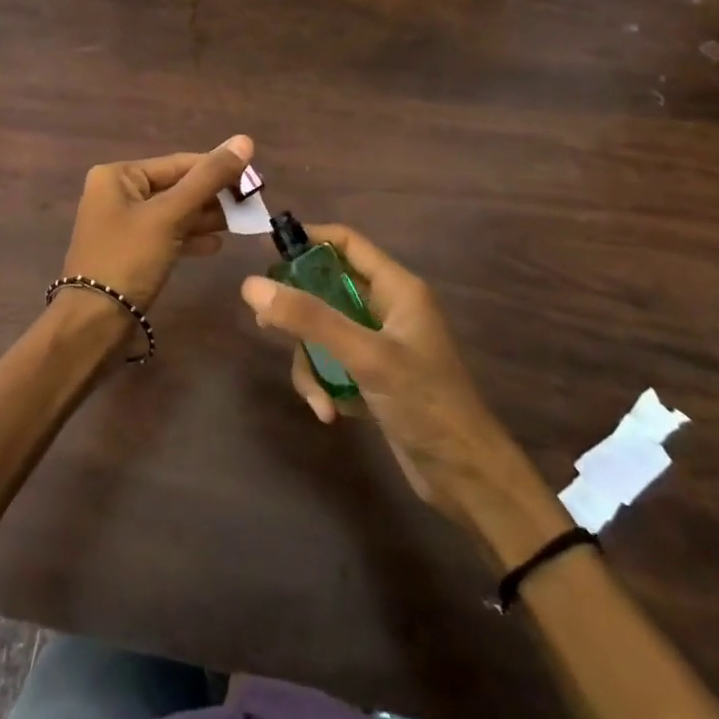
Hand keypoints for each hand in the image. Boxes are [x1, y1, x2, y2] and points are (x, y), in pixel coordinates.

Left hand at [63, 135, 253, 308]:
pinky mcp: (130, 251)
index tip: (254, 180)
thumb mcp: (170, 215)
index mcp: (118, 175)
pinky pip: (166, 235)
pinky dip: (189, 237)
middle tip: (251, 204)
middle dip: (213, 196)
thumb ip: (208, 178)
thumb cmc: (128, 259)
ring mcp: (122, 224)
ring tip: (241, 223)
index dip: (218, 169)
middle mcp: (116, 193)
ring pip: (173, 212)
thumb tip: (244, 140)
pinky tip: (216, 245)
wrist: (94, 322)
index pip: (178, 163)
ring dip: (205, 217)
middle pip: (176, 186)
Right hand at [241, 225, 511, 513]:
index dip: (306, 240)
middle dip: (297, 310)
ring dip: (311, 362)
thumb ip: (309, 318)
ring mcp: (379, 344)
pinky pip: (332, 364)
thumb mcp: (364, 355)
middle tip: (264, 323)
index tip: (264, 253)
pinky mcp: (373, 377)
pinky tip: (330, 414)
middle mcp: (387, 309)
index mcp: (396, 288)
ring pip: (323, 332)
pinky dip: (324, 384)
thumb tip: (250, 284)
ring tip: (317, 395)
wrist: (468, 479)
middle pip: (326, 288)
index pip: (345, 242)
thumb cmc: (424, 402)